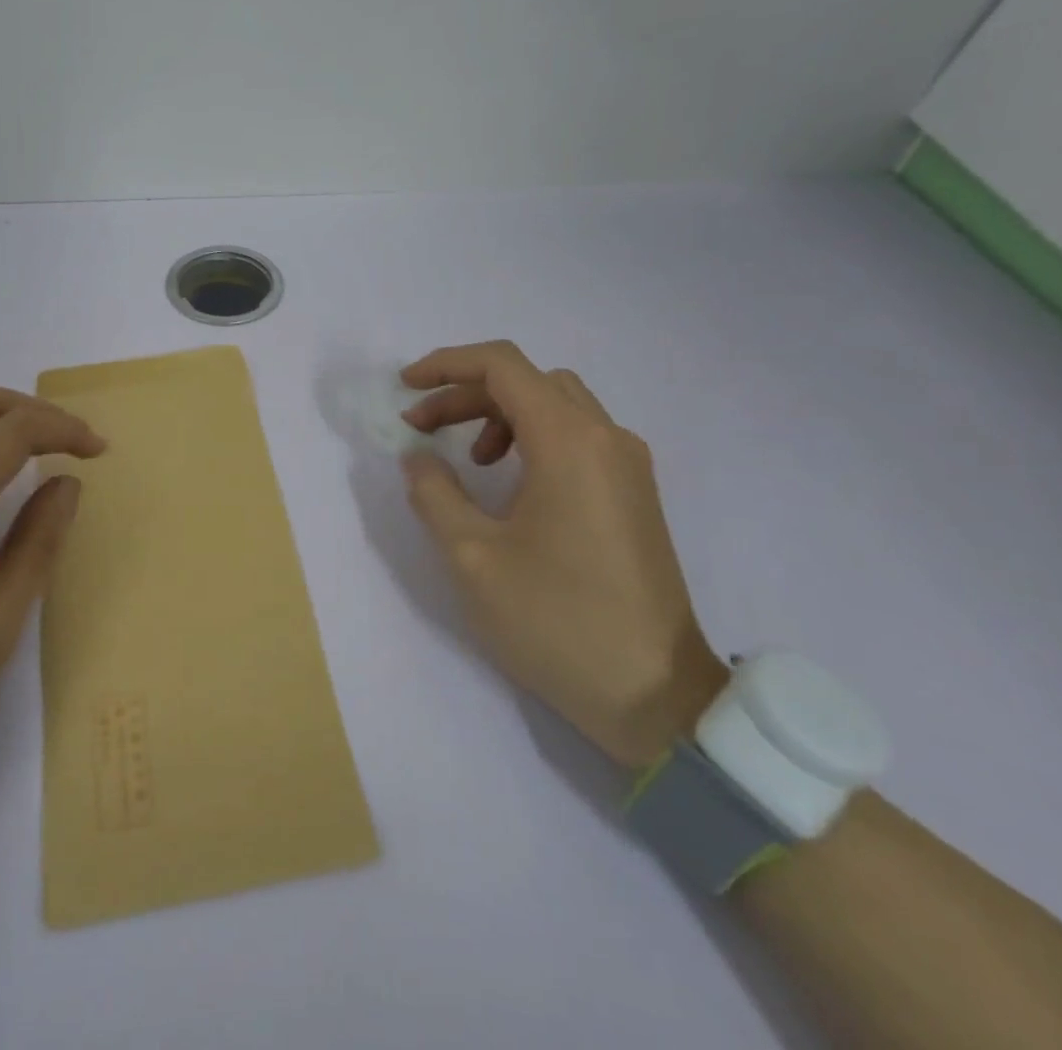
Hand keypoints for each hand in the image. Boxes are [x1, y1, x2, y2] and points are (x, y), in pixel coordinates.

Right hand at [398, 341, 726, 768]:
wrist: (657, 697)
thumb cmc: (557, 621)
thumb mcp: (473, 557)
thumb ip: (435, 493)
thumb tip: (419, 457)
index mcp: (569, 442)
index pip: (502, 366)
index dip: (446, 364)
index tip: (404, 387)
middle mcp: (605, 437)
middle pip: (527, 381)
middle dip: (465, 392)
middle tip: (421, 427)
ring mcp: (627, 465)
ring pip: (555, 404)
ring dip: (499, 413)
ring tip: (468, 459)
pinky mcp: (634, 493)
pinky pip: (577, 435)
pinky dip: (532, 436)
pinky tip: (509, 483)